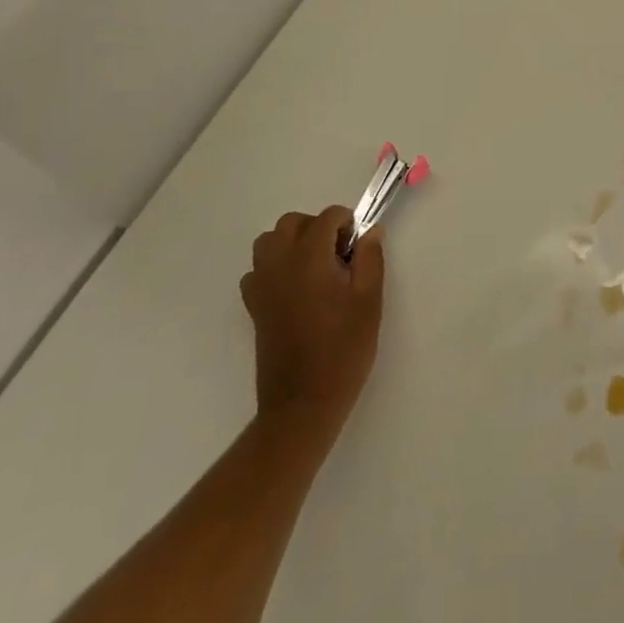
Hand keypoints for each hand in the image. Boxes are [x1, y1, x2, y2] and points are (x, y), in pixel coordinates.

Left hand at [241, 206, 384, 438]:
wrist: (303, 405)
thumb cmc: (343, 351)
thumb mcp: (369, 302)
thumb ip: (370, 259)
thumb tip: (370, 231)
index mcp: (309, 258)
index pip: (326, 217)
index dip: (346, 225)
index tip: (357, 249)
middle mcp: (280, 264)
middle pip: (292, 222)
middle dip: (317, 228)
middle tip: (339, 256)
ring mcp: (262, 285)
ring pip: (269, 241)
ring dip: (292, 243)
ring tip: (315, 268)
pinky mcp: (253, 307)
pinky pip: (258, 270)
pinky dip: (274, 267)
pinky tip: (294, 289)